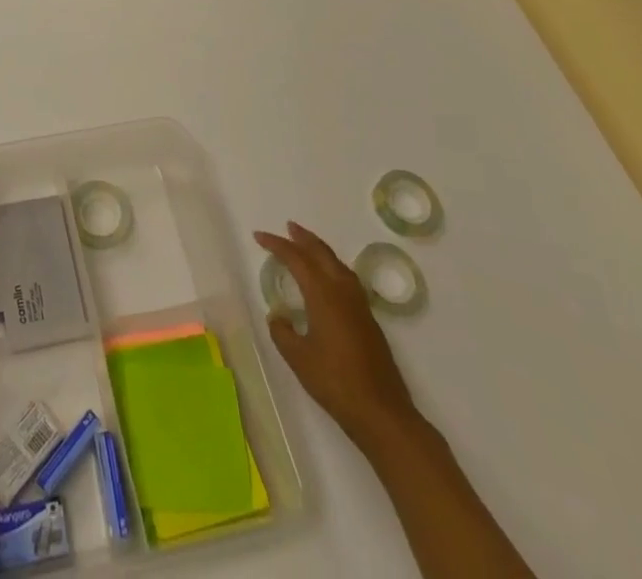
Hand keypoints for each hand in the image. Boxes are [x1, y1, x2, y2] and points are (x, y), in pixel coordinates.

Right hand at [254, 222, 418, 447]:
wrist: (383, 413)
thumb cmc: (336, 382)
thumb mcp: (298, 358)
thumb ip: (283, 332)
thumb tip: (278, 317)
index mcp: (323, 295)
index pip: (296, 259)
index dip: (277, 245)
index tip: (258, 236)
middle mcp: (343, 292)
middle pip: (322, 254)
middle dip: (303, 238)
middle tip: (287, 227)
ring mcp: (360, 306)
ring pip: (337, 264)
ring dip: (320, 250)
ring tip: (306, 246)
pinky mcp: (368, 320)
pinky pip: (347, 279)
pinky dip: (332, 267)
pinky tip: (328, 279)